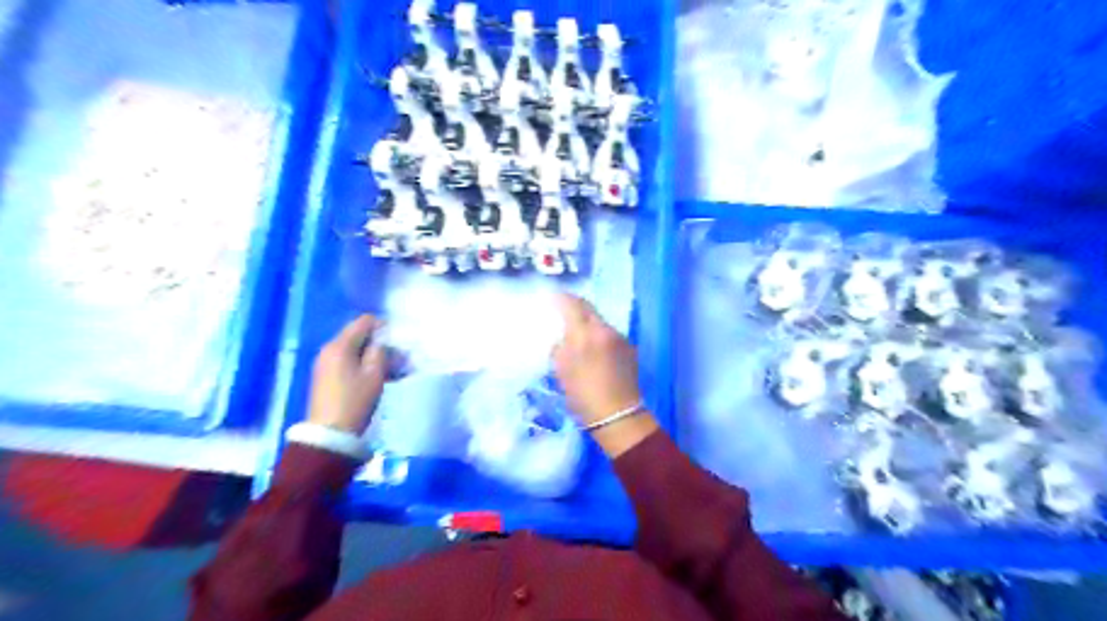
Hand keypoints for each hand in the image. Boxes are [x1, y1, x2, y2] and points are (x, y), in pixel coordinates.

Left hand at [306, 313, 387, 433]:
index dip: (383, 327)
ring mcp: (326, 363)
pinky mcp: (326, 376)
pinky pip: (348, 361)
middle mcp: (329, 349)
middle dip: (379, 343)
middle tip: (397, 357)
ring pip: (355, 349)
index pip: (364, 321)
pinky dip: (363, 364)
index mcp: (340, 345)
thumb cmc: (355, 400)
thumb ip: (380, 351)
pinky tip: (378, 377)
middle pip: (358, 335)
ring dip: (373, 355)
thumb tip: (383, 340)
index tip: (397, 342)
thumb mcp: (374, 374)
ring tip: (392, 369)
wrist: (330, 434)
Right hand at [552, 294, 655, 458]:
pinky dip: (599, 335)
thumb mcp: (561, 370)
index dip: (561, 298)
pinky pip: (610, 333)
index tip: (553, 298)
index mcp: (585, 333)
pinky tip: (595, 348)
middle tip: (564, 310)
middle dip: (576, 306)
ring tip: (578, 332)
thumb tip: (563, 336)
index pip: (572, 304)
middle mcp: (604, 329)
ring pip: (600, 321)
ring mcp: (620, 337)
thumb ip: (560, 346)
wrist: (617, 415)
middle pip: (589, 308)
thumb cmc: (582, 395)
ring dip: (588, 321)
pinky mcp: (629, 347)